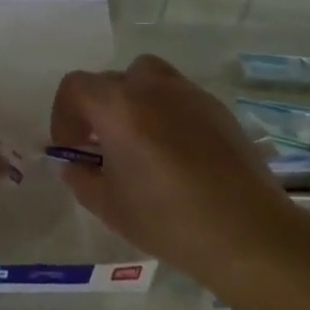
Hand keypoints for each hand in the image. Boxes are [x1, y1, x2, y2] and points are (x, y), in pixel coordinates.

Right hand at [49, 54, 308, 271]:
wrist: (245, 231)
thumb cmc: (167, 219)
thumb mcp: (109, 206)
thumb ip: (82, 177)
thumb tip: (74, 164)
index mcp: (118, 106)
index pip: (75, 87)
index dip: (64, 114)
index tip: (71, 147)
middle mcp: (152, 88)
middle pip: (112, 79)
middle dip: (98, 108)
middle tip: (101, 146)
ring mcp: (189, 94)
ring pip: (148, 78)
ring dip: (133, 100)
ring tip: (138, 140)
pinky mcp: (218, 109)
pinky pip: (179, 96)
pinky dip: (166, 111)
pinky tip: (175, 152)